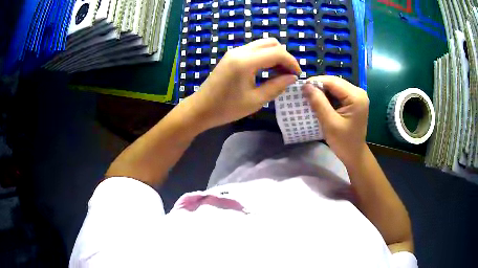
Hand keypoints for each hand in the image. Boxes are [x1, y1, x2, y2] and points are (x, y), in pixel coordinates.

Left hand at [181, 38, 300, 129]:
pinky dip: (265, 56)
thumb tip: (292, 77)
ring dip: (275, 55)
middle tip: (288, 74)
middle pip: (271, 43)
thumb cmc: (227, 108)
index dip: (291, 62)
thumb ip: (276, 86)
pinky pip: (254, 50)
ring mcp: (234, 51)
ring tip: (279, 74)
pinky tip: (266, 71)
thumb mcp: (256, 100)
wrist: (201, 108)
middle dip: (284, 56)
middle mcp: (240, 51)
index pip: (277, 52)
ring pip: (262, 44)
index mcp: (246, 61)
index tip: (297, 75)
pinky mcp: (231, 55)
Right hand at [303, 76, 368, 165]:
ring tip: (309, 97)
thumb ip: (319, 103)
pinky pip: (338, 93)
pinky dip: (327, 96)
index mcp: (356, 96)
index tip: (301, 88)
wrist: (354, 155)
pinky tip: (319, 102)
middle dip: (319, 86)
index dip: (316, 82)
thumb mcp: (330, 123)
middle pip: (335, 82)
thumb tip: (305, 85)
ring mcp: (356, 96)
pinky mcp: (353, 101)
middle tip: (303, 93)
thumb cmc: (344, 142)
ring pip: (335, 87)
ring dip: (322, 91)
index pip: (333, 81)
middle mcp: (358, 92)